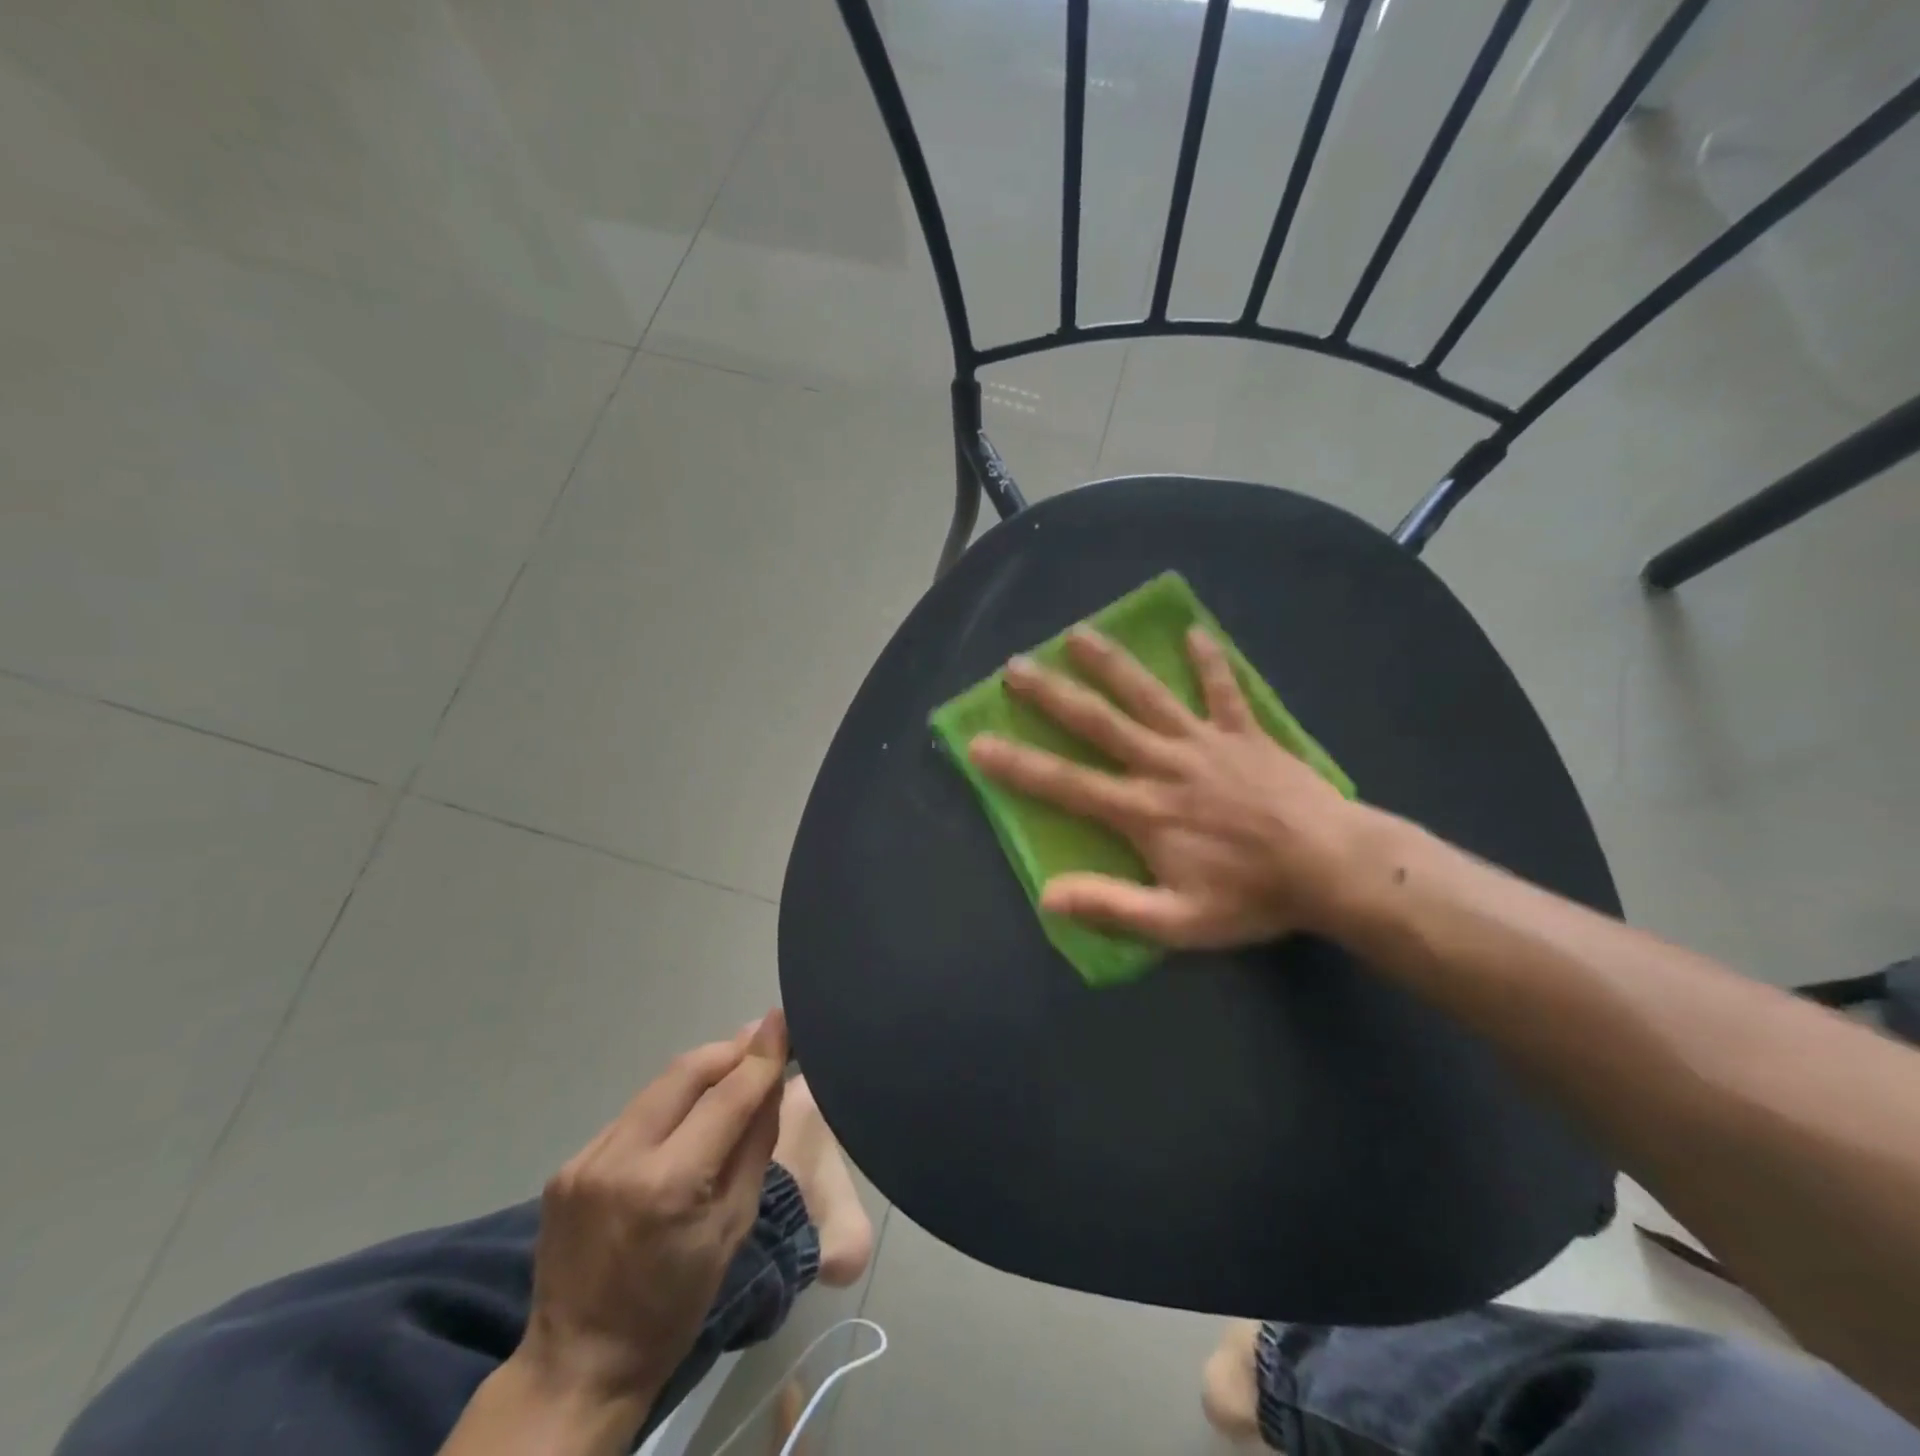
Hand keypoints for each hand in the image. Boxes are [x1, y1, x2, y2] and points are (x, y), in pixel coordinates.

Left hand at [515, 1012, 789, 1415]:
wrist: (579, 1365)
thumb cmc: (674, 1305)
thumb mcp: (733, 1227)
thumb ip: (754, 1144)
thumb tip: (771, 1081)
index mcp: (669, 1185)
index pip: (727, 1096)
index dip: (760, 1055)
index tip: (782, 1019)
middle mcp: (621, 1159)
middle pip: (686, 1072)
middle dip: (729, 1050)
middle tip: (760, 1041)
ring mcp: (586, 1159)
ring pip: (657, 1087)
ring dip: (698, 1074)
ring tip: (729, 1074)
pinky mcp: (568, 1165)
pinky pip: (632, 1115)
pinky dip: (666, 1106)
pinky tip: (682, 1120)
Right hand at [968, 626, 1369, 946]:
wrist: (1335, 868)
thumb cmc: (1253, 897)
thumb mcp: (1179, 920)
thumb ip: (1113, 906)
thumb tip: (1048, 896)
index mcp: (1143, 809)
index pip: (1066, 784)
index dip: (1018, 764)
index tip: (978, 742)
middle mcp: (1164, 764)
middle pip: (1099, 722)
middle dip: (1052, 694)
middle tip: (1014, 667)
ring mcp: (1205, 742)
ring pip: (1149, 694)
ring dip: (1112, 663)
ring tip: (1078, 633)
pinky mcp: (1246, 733)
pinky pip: (1224, 691)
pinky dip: (1210, 663)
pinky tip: (1195, 632)